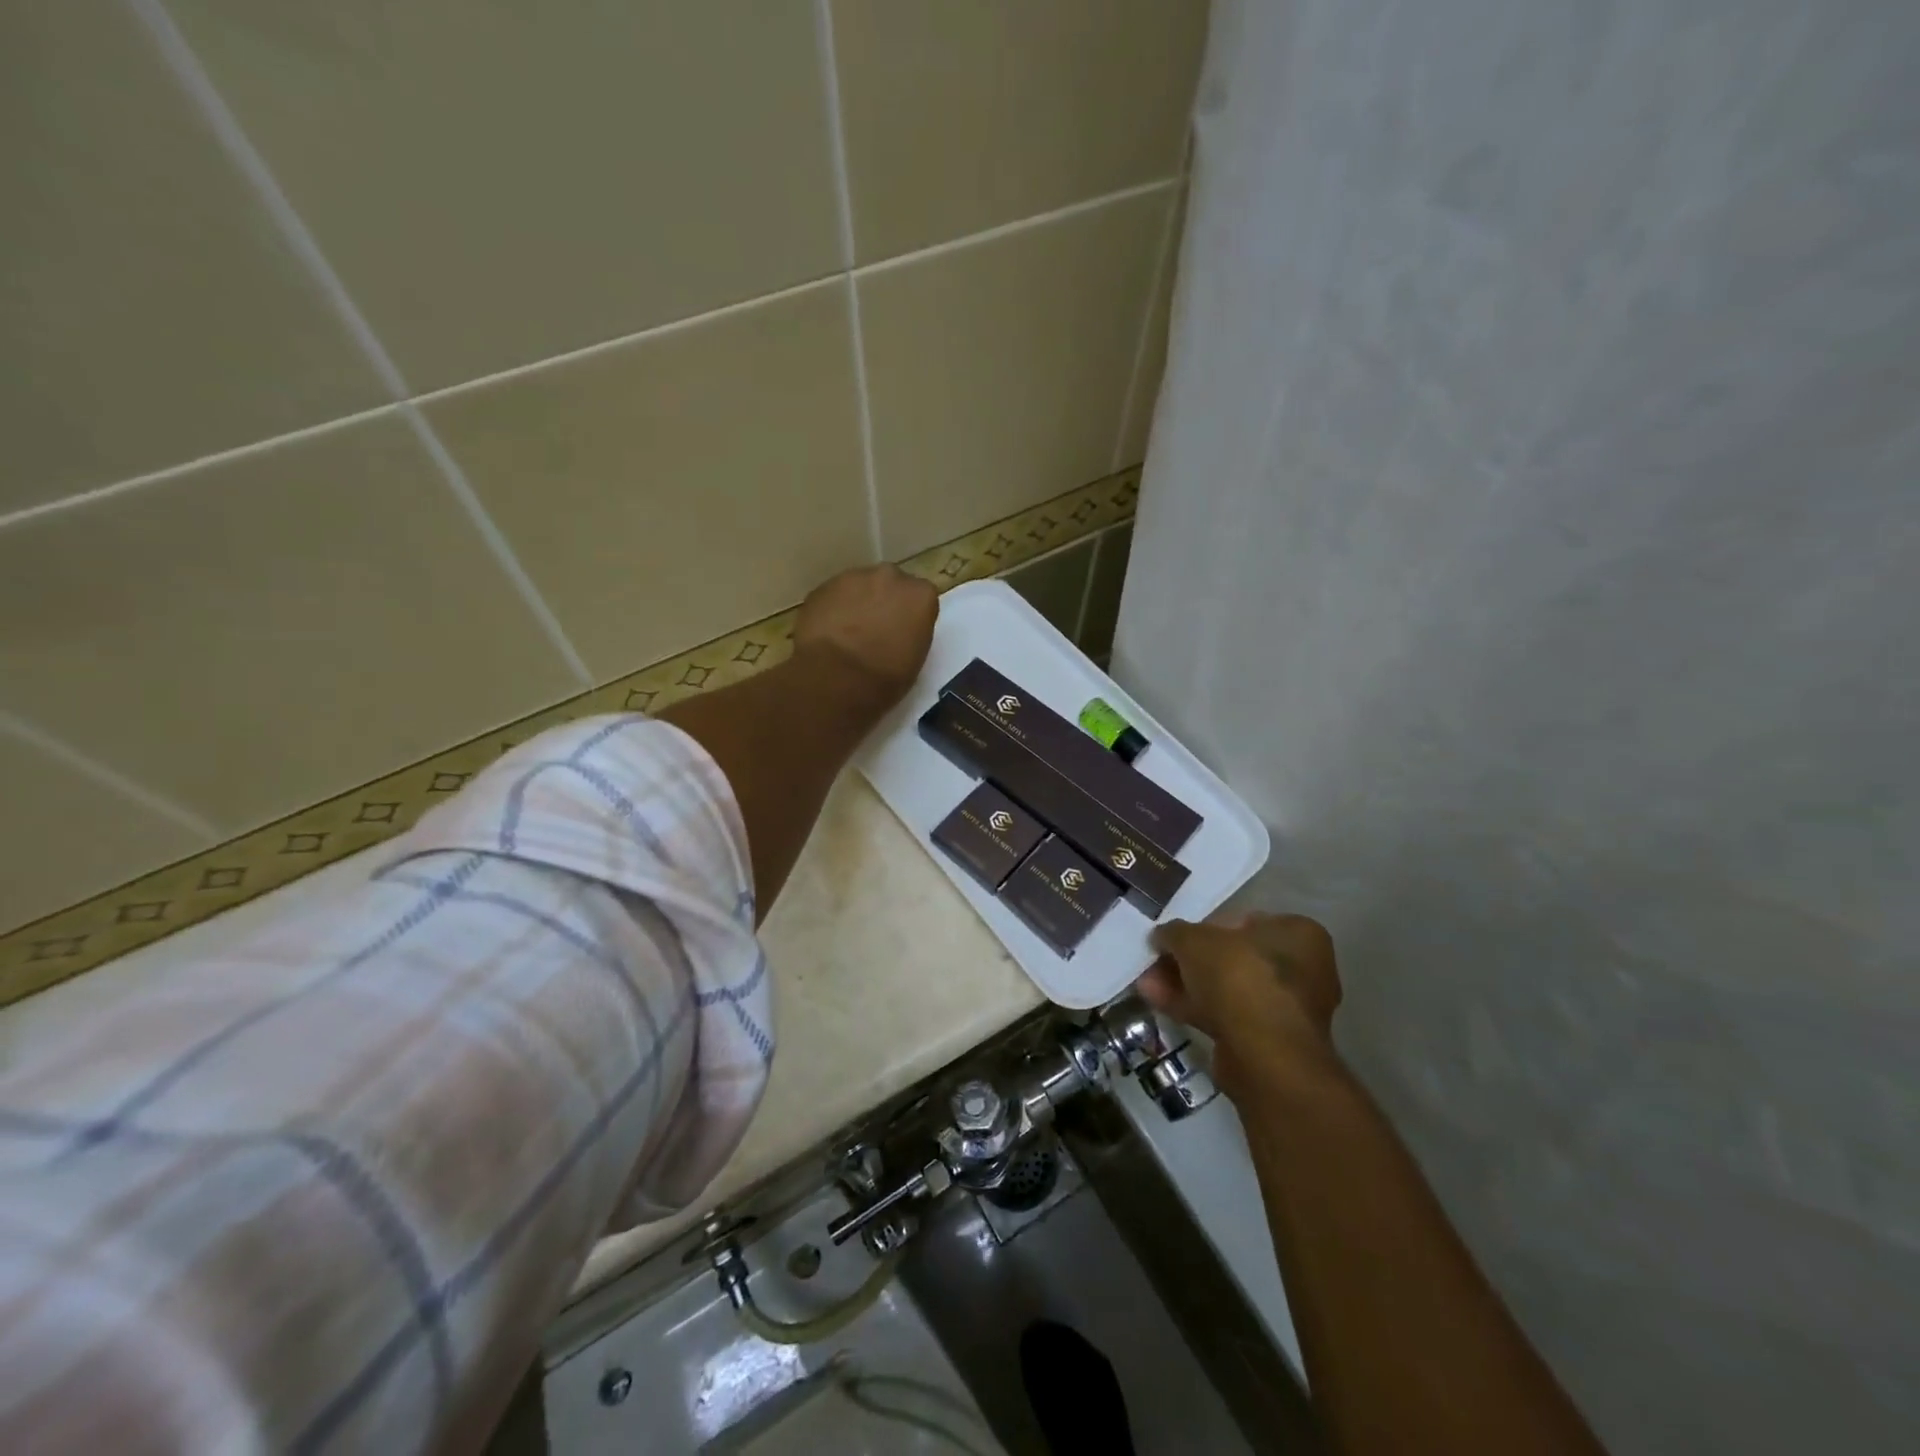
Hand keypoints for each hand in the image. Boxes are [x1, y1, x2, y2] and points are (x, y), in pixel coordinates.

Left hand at [793, 564, 937, 710]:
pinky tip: (828, 634)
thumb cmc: (884, 678)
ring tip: (847, 634)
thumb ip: (911, 633)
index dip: (910, 616)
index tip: (903, 633)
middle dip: (884, 602)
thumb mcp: (915, 659)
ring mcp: (853, 577)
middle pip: (890, 584)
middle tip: (875, 630)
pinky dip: (832, 610)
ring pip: (859, 587)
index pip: (921, 598)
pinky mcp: (822, 587)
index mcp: (920, 595)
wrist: (835, 678)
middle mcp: (890, 577)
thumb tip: (898, 631)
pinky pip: (833, 597)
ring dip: (857, 604)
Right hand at [1138, 914, 1342, 1096]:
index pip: (1242, 921)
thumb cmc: (1238, 977)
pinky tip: (1159, 1002)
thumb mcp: (1194, 940)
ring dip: (1186, 984)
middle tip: (1157, 962)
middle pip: (1231, 957)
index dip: (1202, 928)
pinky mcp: (1269, 1040)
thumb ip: (1174, 932)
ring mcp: (1287, 1008)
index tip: (1175, 938)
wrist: (1263, 1055)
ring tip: (1147, 983)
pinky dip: (1194, 1007)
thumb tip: (1161, 936)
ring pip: (1226, 988)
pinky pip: (1227, 1014)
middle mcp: (1302, 968)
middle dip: (1189, 961)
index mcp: (1297, 933)